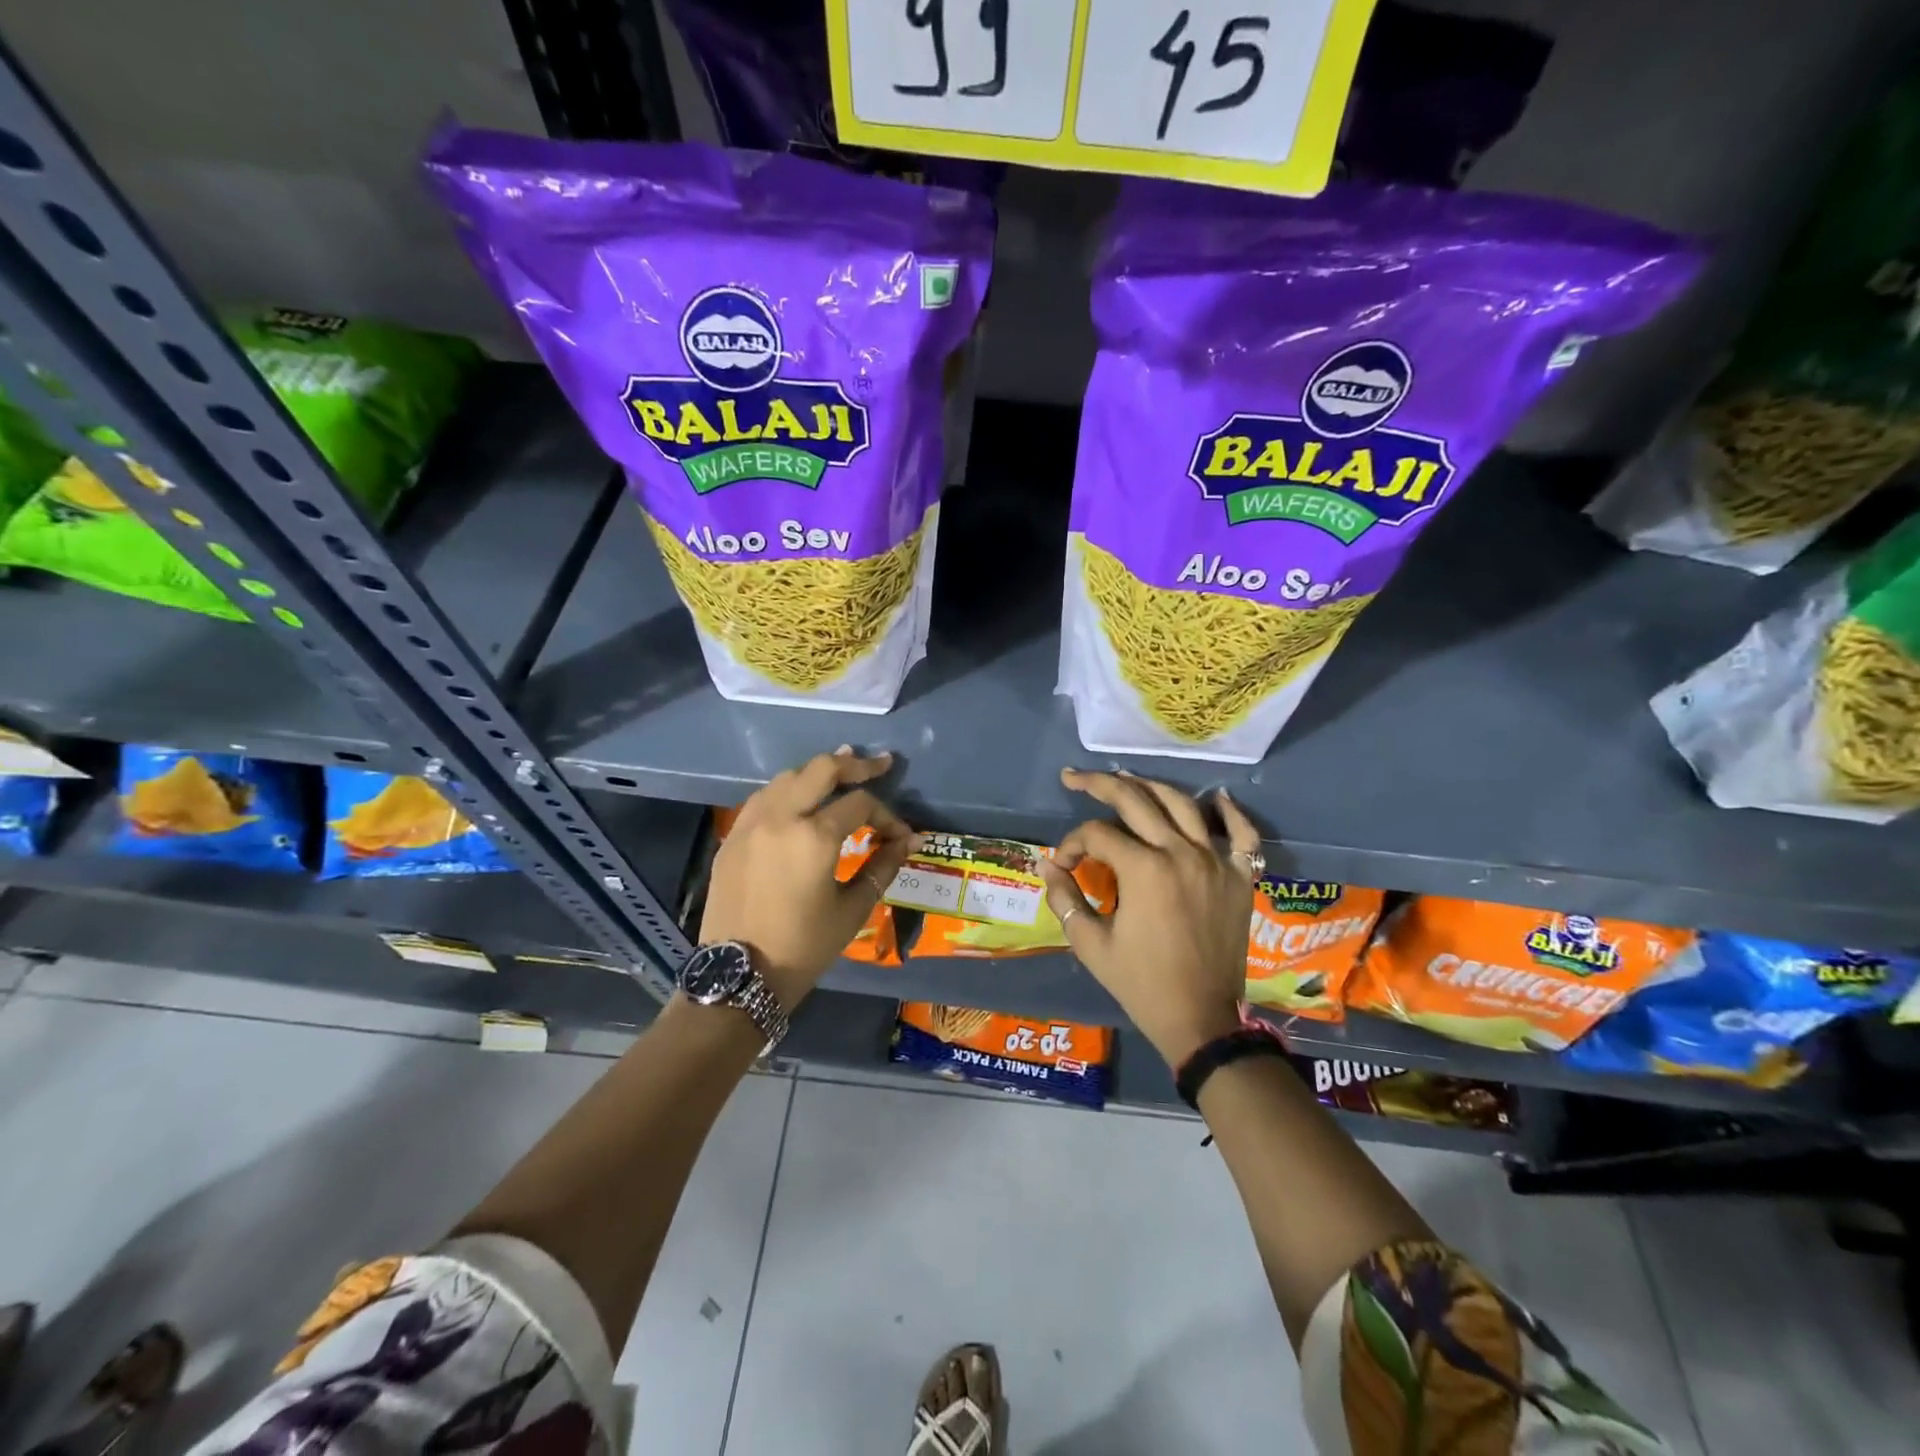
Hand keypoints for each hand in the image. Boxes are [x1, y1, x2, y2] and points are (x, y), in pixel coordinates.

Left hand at [700, 748, 915, 1010]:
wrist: (739, 975)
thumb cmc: (803, 948)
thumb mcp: (852, 910)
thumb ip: (882, 866)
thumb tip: (910, 841)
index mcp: (814, 837)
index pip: (860, 804)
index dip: (887, 814)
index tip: (900, 834)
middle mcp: (780, 817)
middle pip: (821, 769)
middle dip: (855, 764)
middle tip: (880, 764)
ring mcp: (750, 823)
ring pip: (788, 776)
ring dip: (818, 772)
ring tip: (842, 773)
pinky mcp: (732, 836)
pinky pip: (763, 797)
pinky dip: (788, 790)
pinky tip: (801, 800)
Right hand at [1038, 769, 1261, 1068]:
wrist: (1199, 1019)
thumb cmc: (1140, 983)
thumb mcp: (1091, 943)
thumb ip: (1065, 897)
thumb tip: (1046, 865)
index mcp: (1144, 869)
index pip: (1097, 835)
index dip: (1072, 844)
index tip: (1063, 866)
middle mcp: (1181, 853)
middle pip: (1136, 801)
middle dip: (1099, 785)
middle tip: (1075, 778)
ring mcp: (1216, 861)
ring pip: (1182, 805)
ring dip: (1150, 787)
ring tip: (1126, 778)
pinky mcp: (1239, 877)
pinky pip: (1242, 835)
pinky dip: (1231, 813)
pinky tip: (1217, 797)